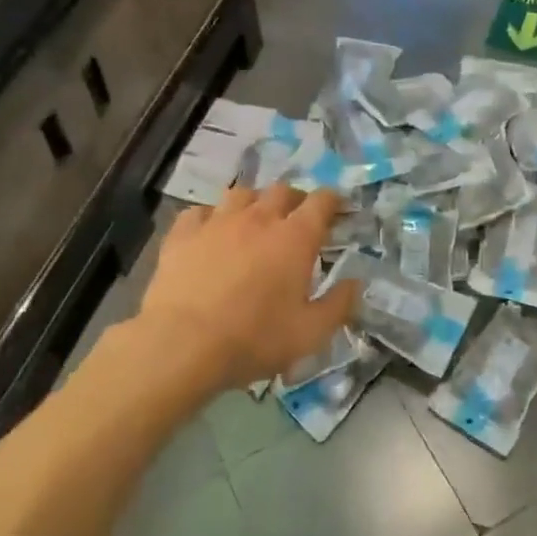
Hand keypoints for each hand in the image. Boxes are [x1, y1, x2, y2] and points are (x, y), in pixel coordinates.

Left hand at [126, 185, 355, 400]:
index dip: (333, 201)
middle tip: (298, 220)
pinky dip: (212, 217)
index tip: (337, 210)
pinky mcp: (183, 235)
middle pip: (282, 190)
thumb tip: (355, 283)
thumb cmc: (254, 338)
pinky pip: (200, 212)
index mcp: (295, 238)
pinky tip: (212, 233)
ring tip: (255, 222)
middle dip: (295, 200)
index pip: (322, 201)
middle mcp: (259, 219)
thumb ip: (339, 305)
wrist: (182, 345)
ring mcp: (218, 222)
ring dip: (255, 203)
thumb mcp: (311, 333)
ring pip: (242, 194)